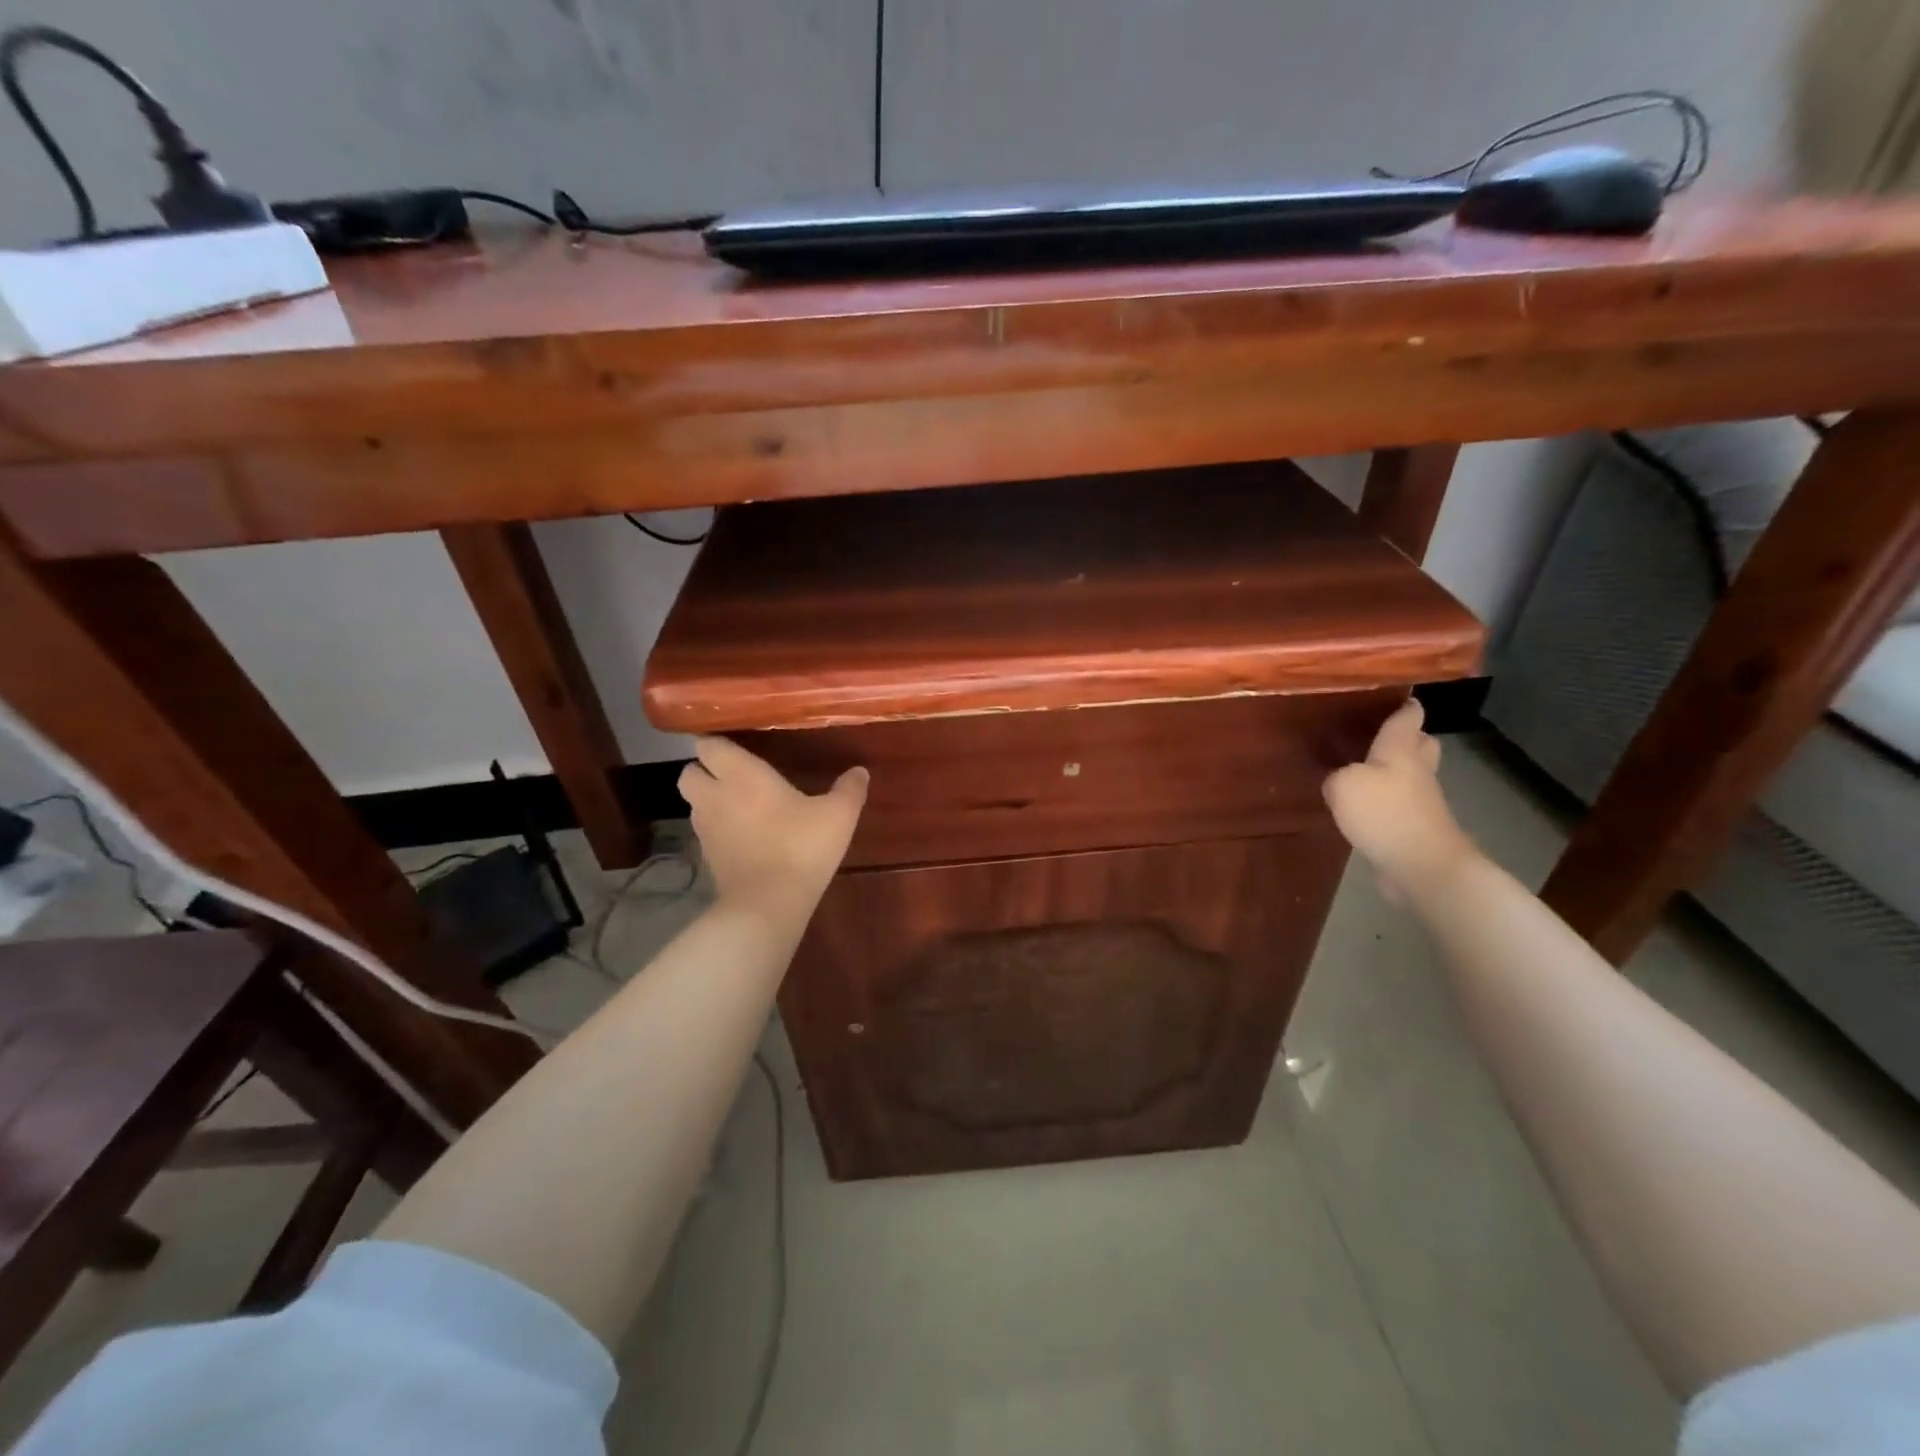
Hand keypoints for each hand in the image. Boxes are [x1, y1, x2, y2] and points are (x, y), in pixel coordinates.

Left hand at [678, 737, 867, 921]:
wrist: (768, 904)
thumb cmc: (801, 847)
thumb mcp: (838, 815)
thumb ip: (849, 789)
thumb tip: (859, 771)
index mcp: (741, 774)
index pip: (709, 745)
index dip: (717, 742)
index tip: (736, 742)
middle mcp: (715, 795)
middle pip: (689, 772)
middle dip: (705, 769)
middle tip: (734, 773)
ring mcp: (706, 828)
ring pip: (694, 803)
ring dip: (709, 799)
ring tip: (739, 803)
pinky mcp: (706, 857)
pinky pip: (704, 831)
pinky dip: (717, 827)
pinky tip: (743, 834)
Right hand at [1322, 699, 1476, 901]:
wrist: (1422, 867)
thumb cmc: (1385, 814)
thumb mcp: (1344, 785)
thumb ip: (1337, 776)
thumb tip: (1339, 782)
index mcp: (1402, 751)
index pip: (1408, 717)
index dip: (1403, 704)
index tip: (1393, 695)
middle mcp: (1417, 771)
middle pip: (1420, 745)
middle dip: (1407, 737)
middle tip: (1377, 734)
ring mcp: (1421, 802)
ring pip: (1410, 776)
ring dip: (1393, 772)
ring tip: (1359, 771)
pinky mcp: (1415, 830)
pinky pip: (1399, 806)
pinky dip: (1385, 803)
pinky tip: (1361, 809)